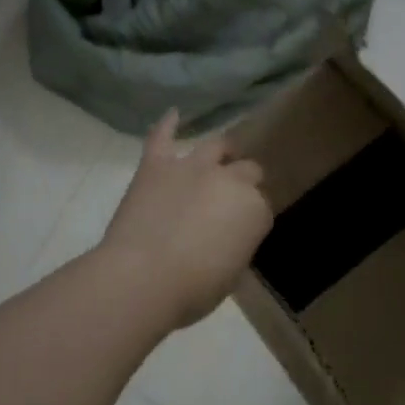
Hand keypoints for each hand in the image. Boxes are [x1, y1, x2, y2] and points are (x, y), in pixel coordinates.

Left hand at [101, 111, 273, 329]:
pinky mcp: (156, 164)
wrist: (143, 278)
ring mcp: (192, 167)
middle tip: (228, 201)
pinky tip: (173, 114)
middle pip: (247, 171)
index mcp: (254, 211)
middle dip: (243, 183)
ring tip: (219, 155)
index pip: (261, 209)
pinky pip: (162, 136)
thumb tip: (226, 238)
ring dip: (221, 151)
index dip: (250, 220)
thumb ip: (235, 247)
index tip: (238, 233)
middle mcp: (230, 180)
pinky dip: (168, 124)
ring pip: (216, 146)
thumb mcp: (230, 276)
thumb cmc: (192, 290)